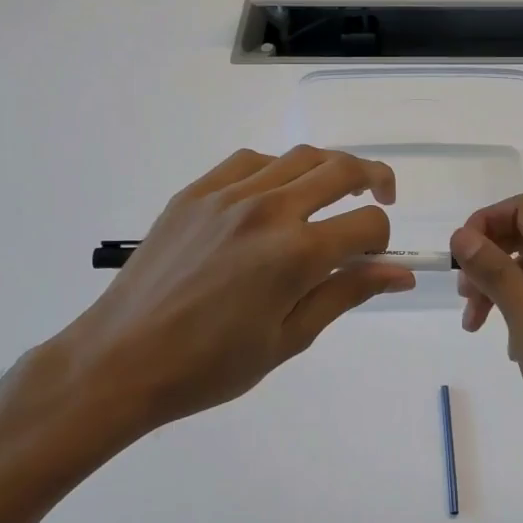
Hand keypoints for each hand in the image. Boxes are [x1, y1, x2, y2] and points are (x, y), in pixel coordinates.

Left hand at [31, 147, 414, 463]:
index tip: (373, 260)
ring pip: (299, 156)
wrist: (121, 360)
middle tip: (381, 198)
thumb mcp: (290, 338)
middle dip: (375, 179)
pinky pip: (250, 161)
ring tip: (332, 193)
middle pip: (342, 170)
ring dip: (329, 169)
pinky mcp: (197, 191)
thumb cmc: (210, 366)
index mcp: (296, 253)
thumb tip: (401, 274)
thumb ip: (347, 293)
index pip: (368, 224)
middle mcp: (269, 209)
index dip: (382, 240)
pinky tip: (274, 195)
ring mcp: (229, 194)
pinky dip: (277, 168)